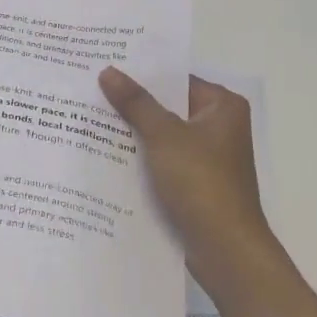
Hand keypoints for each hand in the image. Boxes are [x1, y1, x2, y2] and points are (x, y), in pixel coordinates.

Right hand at [99, 67, 274, 285]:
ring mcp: (207, 156)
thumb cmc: (201, 183)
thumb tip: (107, 70)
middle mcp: (219, 126)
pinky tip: (106, 152)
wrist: (225, 250)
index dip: (141, 73)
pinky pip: (162, 158)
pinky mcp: (195, 182)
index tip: (105, 66)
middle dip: (132, 103)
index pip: (175, 78)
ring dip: (133, 131)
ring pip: (162, 134)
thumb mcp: (164, 136)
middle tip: (90, 89)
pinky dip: (140, 156)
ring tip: (90, 116)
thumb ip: (135, 102)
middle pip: (167, 105)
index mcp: (222, 106)